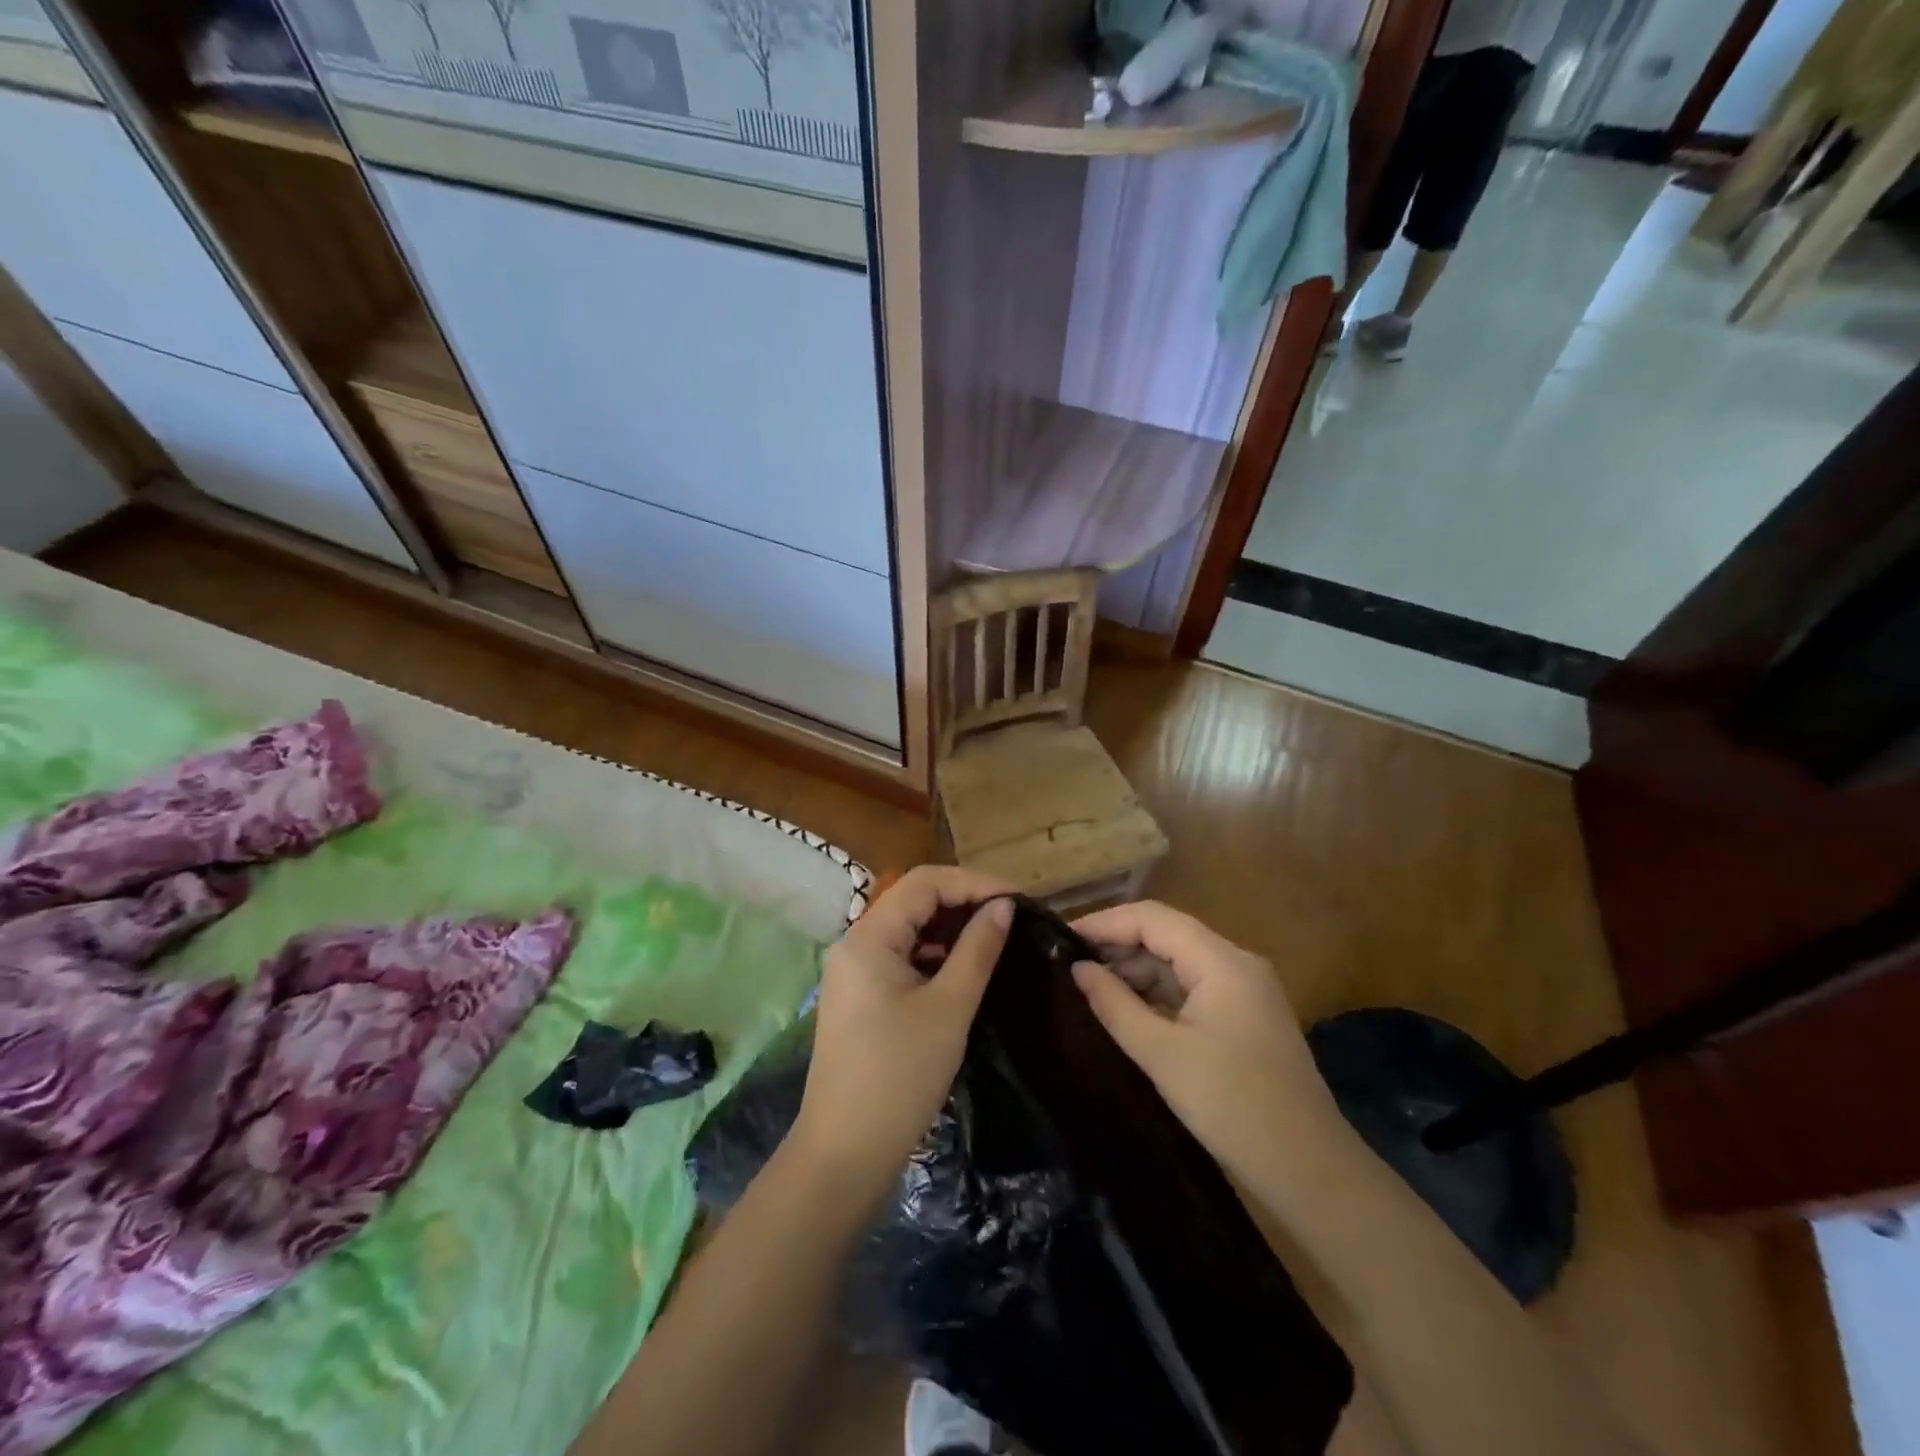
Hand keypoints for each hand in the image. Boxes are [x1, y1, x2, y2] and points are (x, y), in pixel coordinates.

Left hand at [789, 866, 1013, 1210]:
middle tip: (1011, 916)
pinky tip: (963, 967)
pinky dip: (933, 954)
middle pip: (913, 900)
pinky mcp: (859, 996)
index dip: (974, 882)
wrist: (844, 1152)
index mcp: (869, 937)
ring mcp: (853, 971)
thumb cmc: (900, 1076)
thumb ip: (977, 949)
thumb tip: (1004, 906)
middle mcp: (855, 943)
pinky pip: (900, 956)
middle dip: (963, 901)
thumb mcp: (949, 1008)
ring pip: (908, 929)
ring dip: (949, 927)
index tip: (1018, 899)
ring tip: (995, 937)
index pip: (925, 882)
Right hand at [1070, 901, 1348, 1188]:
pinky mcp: (1246, 1017)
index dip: (1105, 922)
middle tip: (1069, 965)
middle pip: (1168, 935)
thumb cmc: (1233, 1106)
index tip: (1062, 937)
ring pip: (1180, 961)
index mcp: (1222, 962)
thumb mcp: (1162, 1054)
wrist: (1311, 1172)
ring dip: (1137, 970)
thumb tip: (1078, 968)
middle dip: (1118, 945)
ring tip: (1089, 987)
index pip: (1153, 918)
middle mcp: (1237, 963)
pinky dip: (1159, 993)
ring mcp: (1245, 990)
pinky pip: (1193, 988)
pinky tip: (1127, 1009)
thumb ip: (1115, 1004)